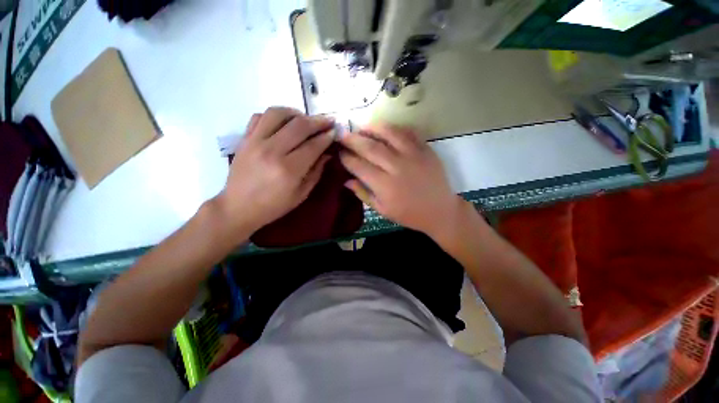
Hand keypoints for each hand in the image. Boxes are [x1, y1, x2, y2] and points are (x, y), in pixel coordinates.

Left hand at [215, 107, 334, 237]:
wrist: (238, 207)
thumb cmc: (274, 206)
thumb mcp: (301, 194)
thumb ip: (316, 171)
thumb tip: (327, 153)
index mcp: (289, 170)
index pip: (313, 145)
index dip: (327, 137)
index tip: (334, 132)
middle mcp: (272, 151)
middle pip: (299, 125)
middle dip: (318, 121)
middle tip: (327, 122)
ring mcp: (255, 142)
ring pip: (278, 113)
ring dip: (296, 113)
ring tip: (305, 120)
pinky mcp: (244, 139)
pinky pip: (259, 116)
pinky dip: (275, 116)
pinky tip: (283, 123)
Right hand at [339, 123, 463, 236]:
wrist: (440, 211)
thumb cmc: (409, 214)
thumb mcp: (383, 210)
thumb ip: (363, 194)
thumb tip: (346, 180)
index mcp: (385, 185)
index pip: (359, 166)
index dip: (346, 158)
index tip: (338, 152)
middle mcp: (397, 167)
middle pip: (370, 147)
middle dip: (352, 139)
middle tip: (342, 134)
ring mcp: (413, 155)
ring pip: (389, 134)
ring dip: (372, 128)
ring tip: (361, 127)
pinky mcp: (426, 150)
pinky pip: (408, 132)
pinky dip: (395, 128)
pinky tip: (385, 129)